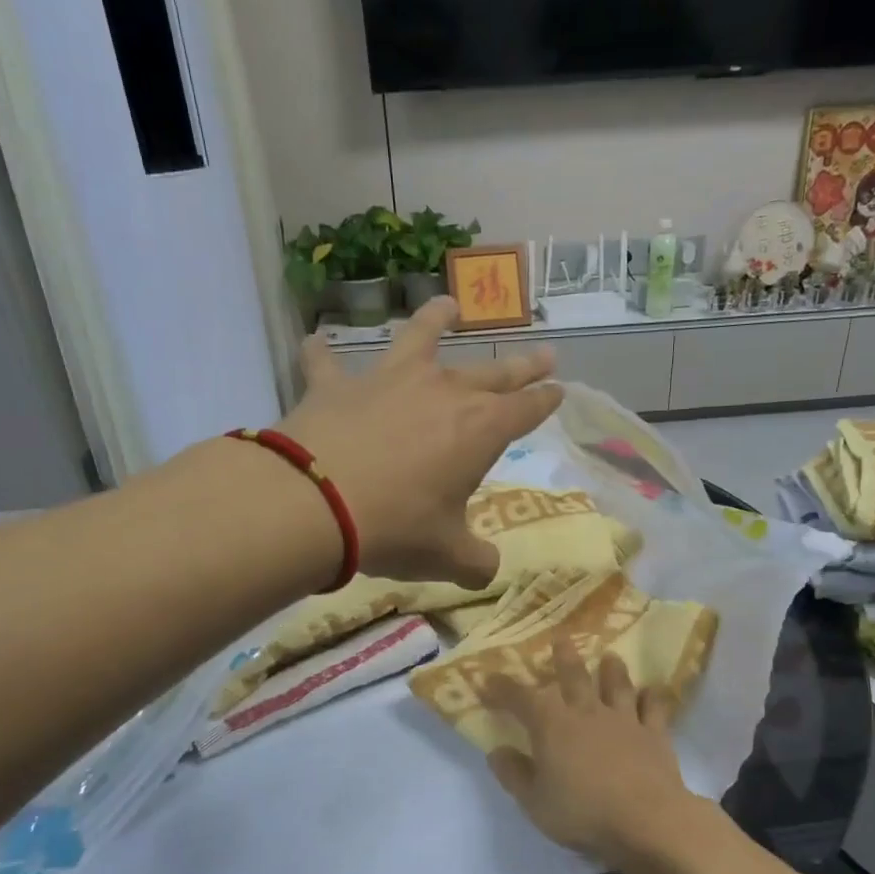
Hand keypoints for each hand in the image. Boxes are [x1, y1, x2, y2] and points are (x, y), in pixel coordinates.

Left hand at [281, 297, 561, 586]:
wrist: (316, 504)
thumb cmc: (397, 528)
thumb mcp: (447, 557)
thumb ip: (476, 562)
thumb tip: (488, 568)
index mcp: (480, 430)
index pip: (526, 408)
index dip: (546, 400)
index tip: (559, 389)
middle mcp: (442, 392)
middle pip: (491, 372)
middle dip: (522, 365)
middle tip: (544, 353)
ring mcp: (388, 380)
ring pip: (419, 338)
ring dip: (436, 320)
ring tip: (448, 305)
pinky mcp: (336, 385)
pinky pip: (327, 362)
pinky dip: (322, 354)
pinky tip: (315, 343)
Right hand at [482, 640, 698, 864]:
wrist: (645, 820)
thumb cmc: (582, 812)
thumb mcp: (535, 802)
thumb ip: (514, 775)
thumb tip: (497, 751)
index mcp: (552, 726)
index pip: (522, 698)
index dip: (504, 688)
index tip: (489, 679)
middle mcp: (587, 713)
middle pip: (574, 677)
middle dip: (564, 658)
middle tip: (562, 639)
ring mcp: (624, 720)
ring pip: (617, 686)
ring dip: (612, 670)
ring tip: (610, 657)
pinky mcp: (655, 734)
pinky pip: (654, 709)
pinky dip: (653, 697)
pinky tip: (653, 690)